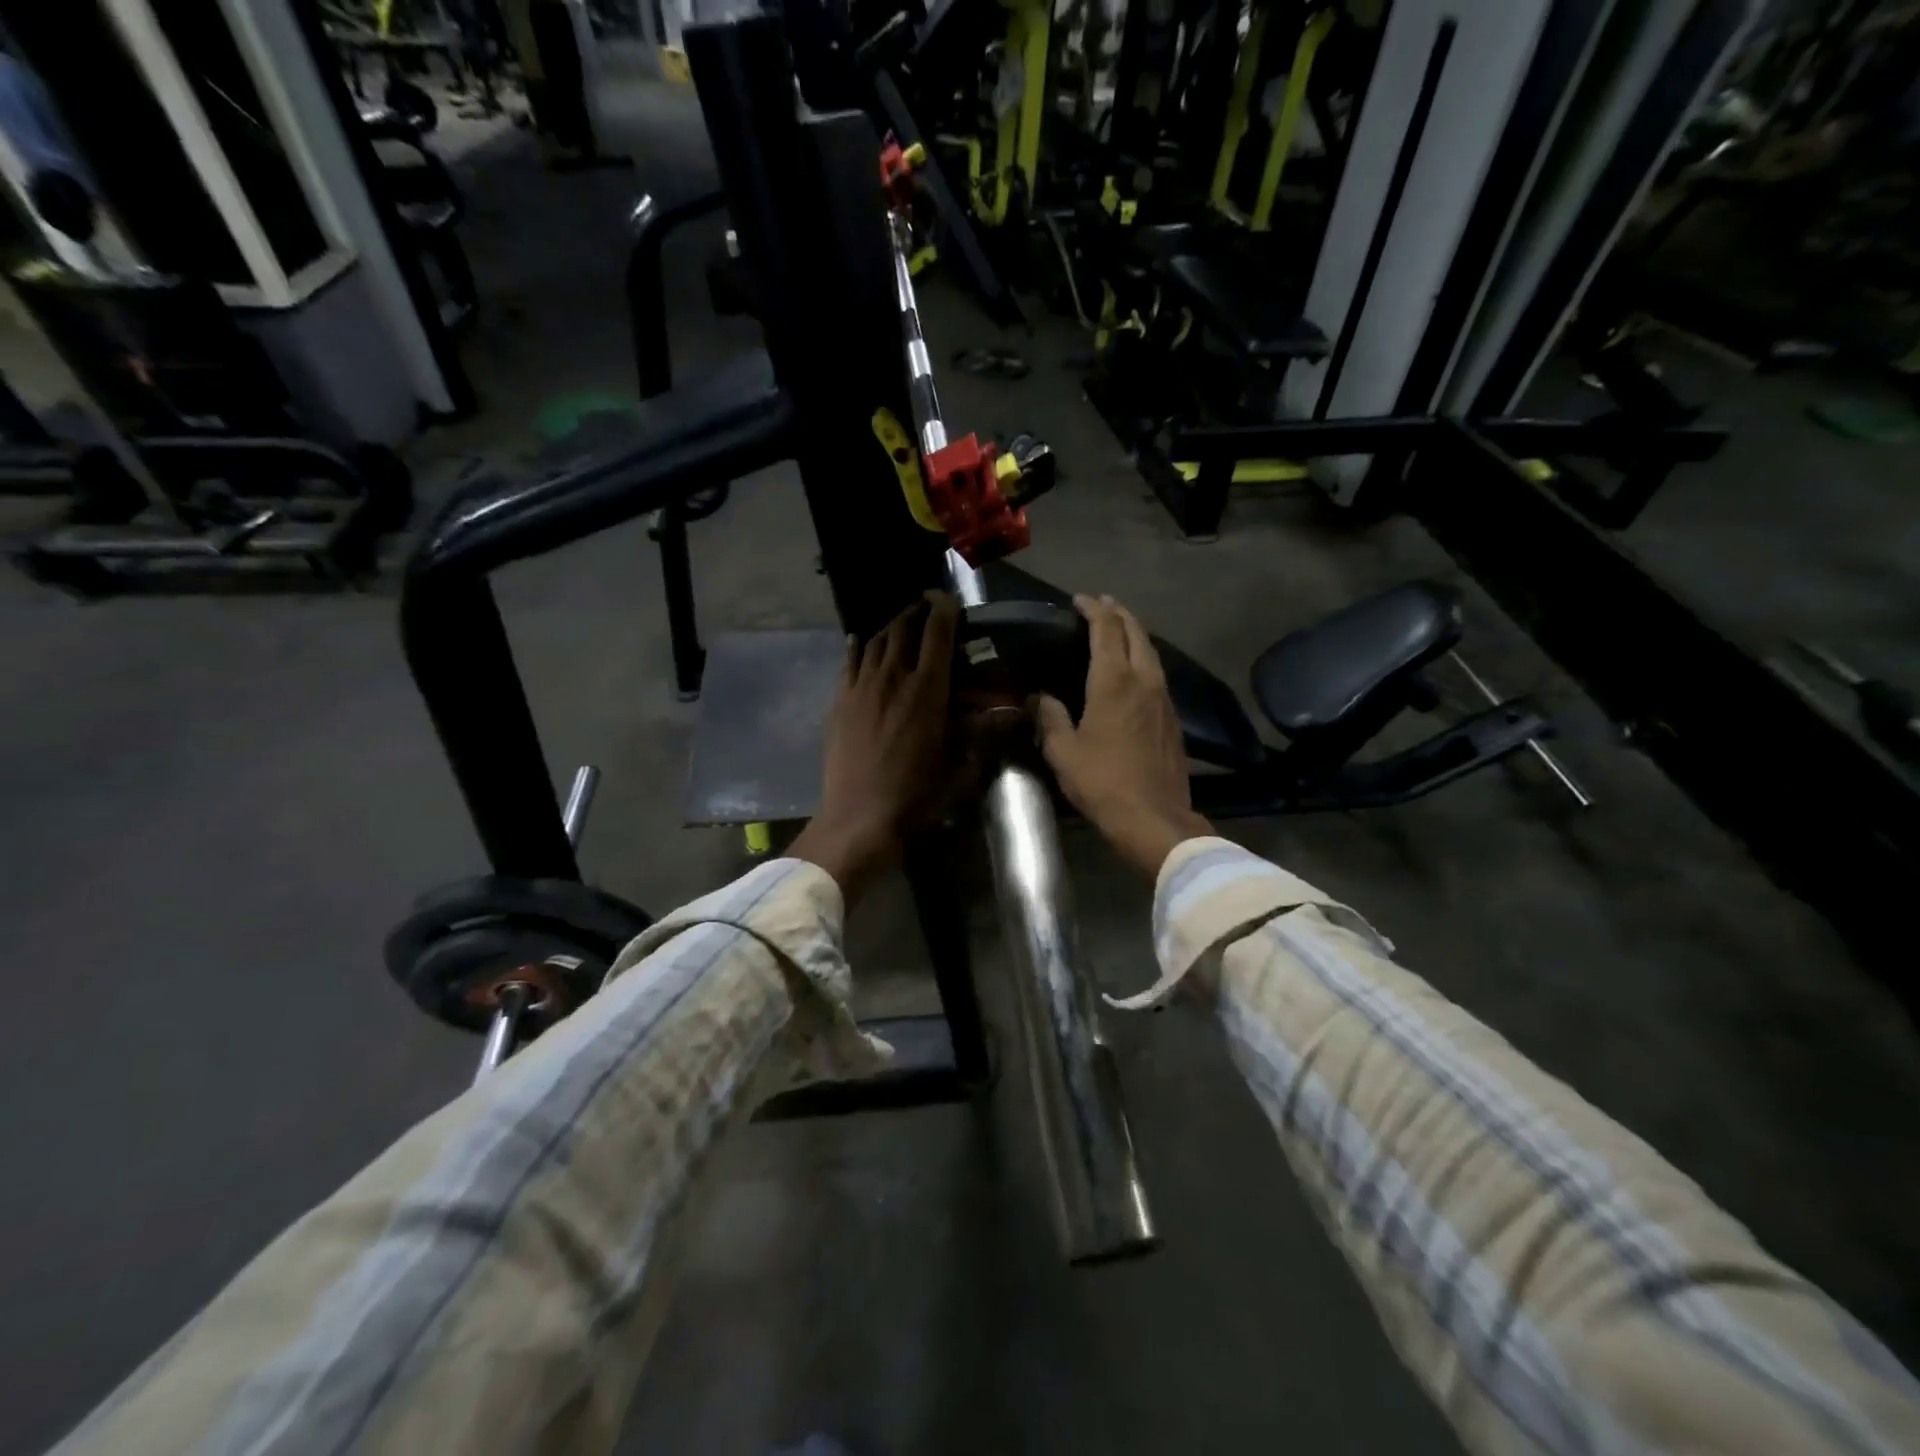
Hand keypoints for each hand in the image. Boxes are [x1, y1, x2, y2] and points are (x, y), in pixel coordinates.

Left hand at [791, 591, 961, 902]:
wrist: (859, 817)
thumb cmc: (916, 797)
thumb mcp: (959, 768)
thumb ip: (982, 735)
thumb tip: (1009, 715)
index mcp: (927, 691)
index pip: (937, 635)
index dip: (944, 610)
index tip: (948, 599)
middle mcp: (892, 678)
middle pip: (903, 629)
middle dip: (916, 612)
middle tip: (925, 607)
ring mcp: (861, 687)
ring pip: (874, 641)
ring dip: (890, 626)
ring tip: (899, 623)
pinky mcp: (840, 701)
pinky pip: (849, 661)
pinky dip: (858, 646)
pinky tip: (860, 642)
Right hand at [1033, 594, 1212, 879]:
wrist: (1154, 817)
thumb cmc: (1102, 782)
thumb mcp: (1063, 752)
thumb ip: (1050, 718)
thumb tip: (1040, 697)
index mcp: (1114, 681)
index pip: (1106, 630)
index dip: (1093, 609)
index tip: (1080, 600)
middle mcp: (1144, 680)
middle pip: (1136, 632)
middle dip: (1119, 613)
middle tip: (1102, 605)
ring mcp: (1164, 698)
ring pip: (1152, 652)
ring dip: (1134, 634)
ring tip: (1118, 629)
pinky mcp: (1173, 718)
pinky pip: (1158, 673)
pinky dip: (1144, 658)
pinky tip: (1135, 670)